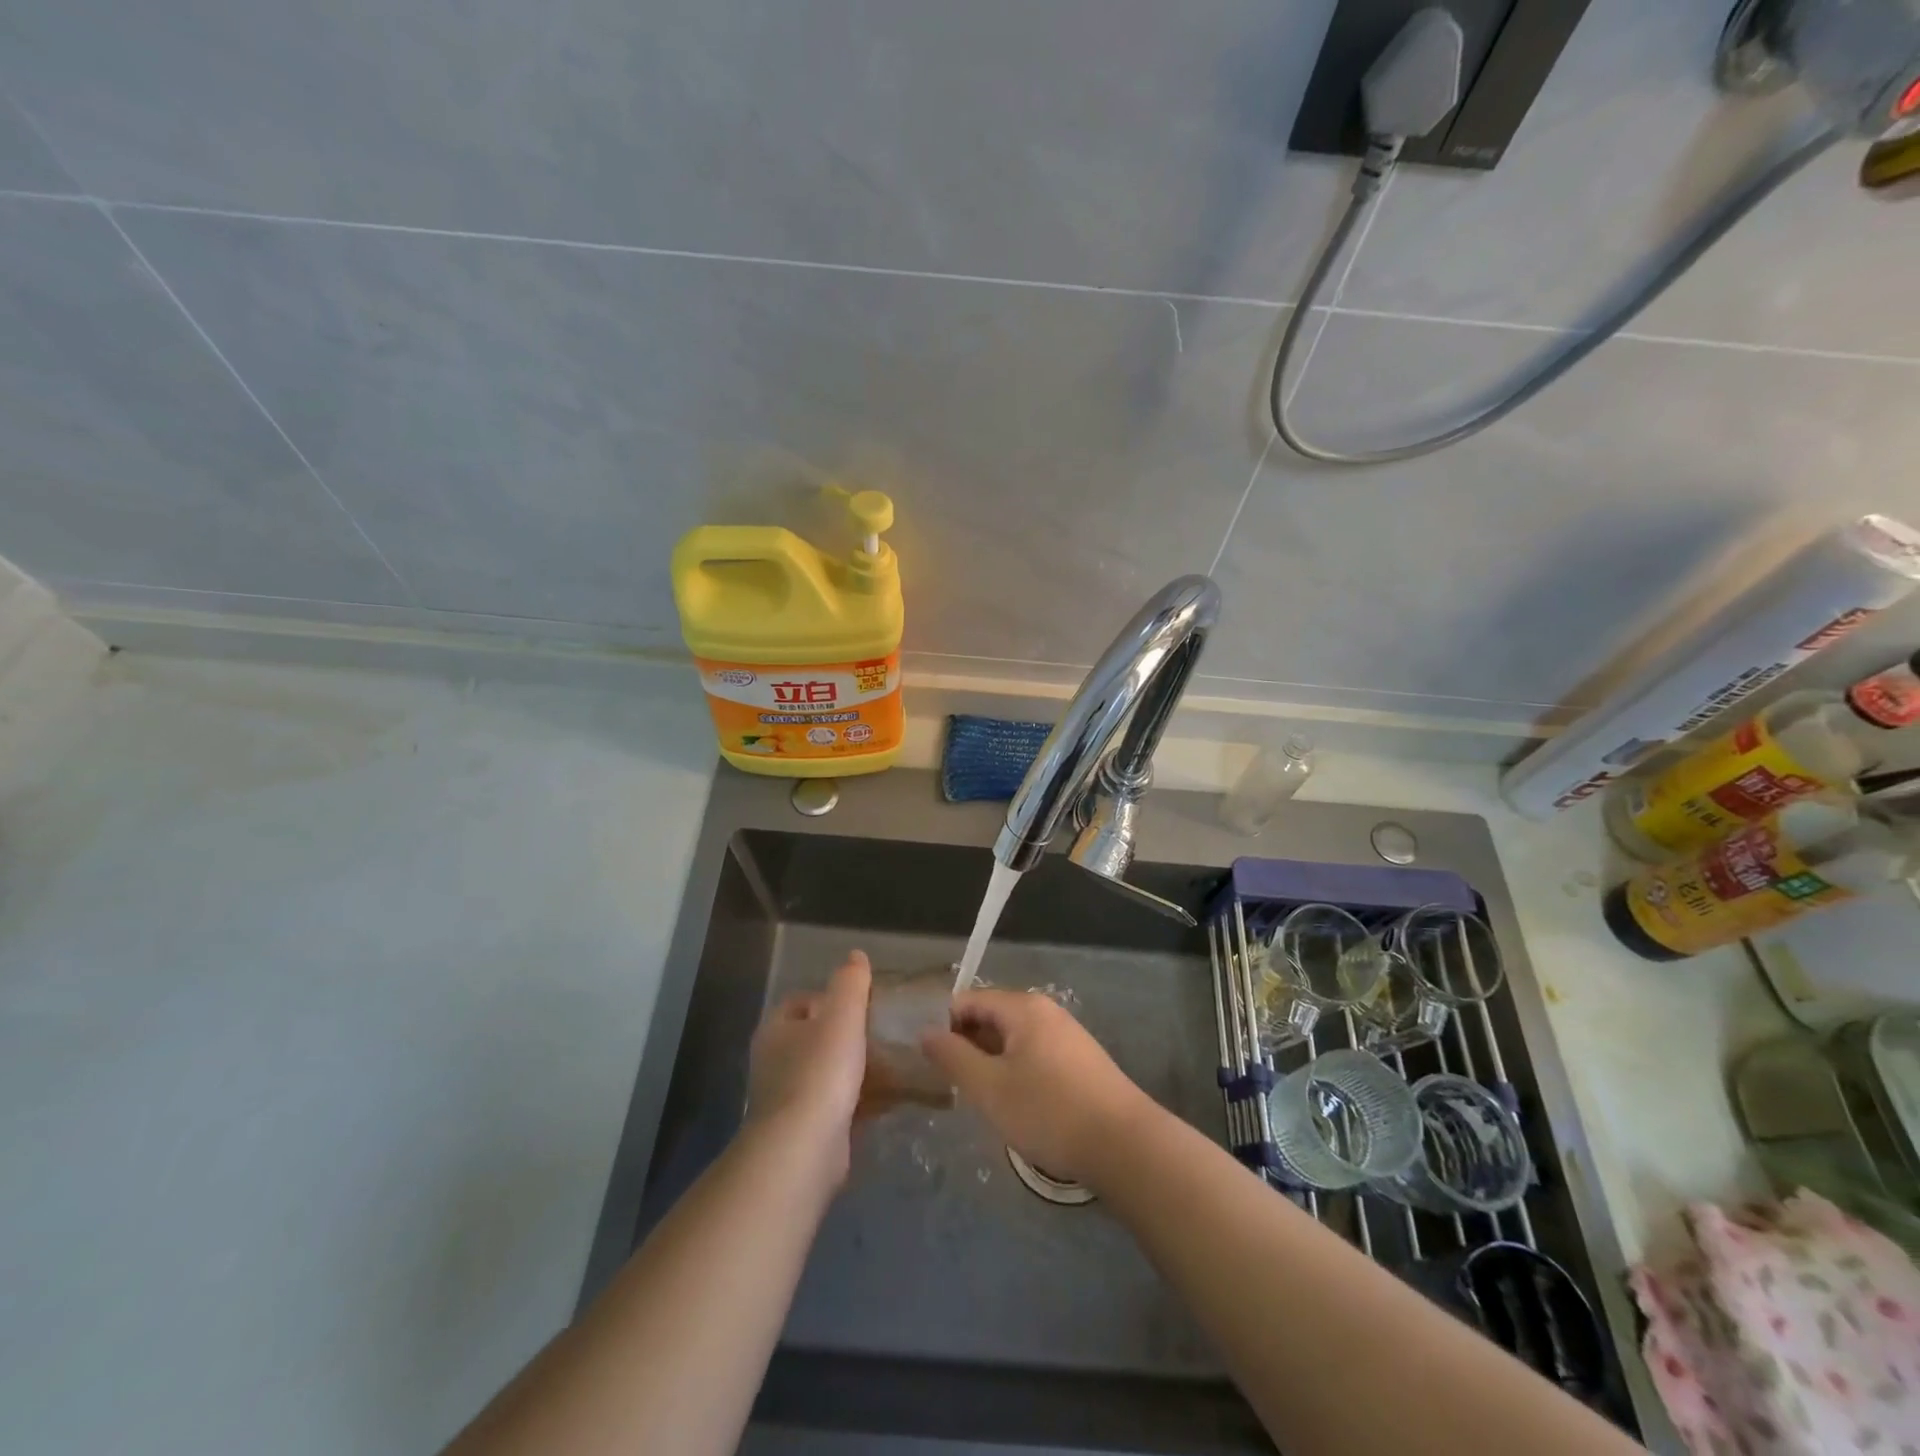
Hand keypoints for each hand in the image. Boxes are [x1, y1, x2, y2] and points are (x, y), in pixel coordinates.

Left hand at [746, 951, 871, 1180]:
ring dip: (859, 1069)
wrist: (804, 1150)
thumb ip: (851, 983)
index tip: (863, 1002)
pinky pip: (840, 1105)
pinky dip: (863, 1099)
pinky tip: (892, 1098)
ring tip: (896, 1063)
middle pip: (816, 1038)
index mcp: (776, 1030)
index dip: (830, 997)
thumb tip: (856, 956)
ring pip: (829, 1074)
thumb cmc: (820, 1072)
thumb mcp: (842, 1016)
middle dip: (849, 1035)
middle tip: (884, 1032)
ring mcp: (789, 1099)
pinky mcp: (807, 1131)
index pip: (800, 1002)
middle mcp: (776, 1062)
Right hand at [920, 989, 1154, 1184]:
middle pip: (992, 1017)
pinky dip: (1018, 1072)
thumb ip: (953, 1057)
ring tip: (985, 1101)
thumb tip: (926, 1032)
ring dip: (993, 1063)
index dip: (945, 1027)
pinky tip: (1019, 1106)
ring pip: (1014, 1039)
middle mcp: (1046, 1010)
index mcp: (1022, 1007)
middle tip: (957, 1088)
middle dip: (969, 1047)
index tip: (932, 1064)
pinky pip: (1036, 1054)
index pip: (968, 1001)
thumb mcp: (990, 1088)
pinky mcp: (1081, 1060)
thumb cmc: (1049, 1112)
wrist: (1124, 1145)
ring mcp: (1067, 1034)